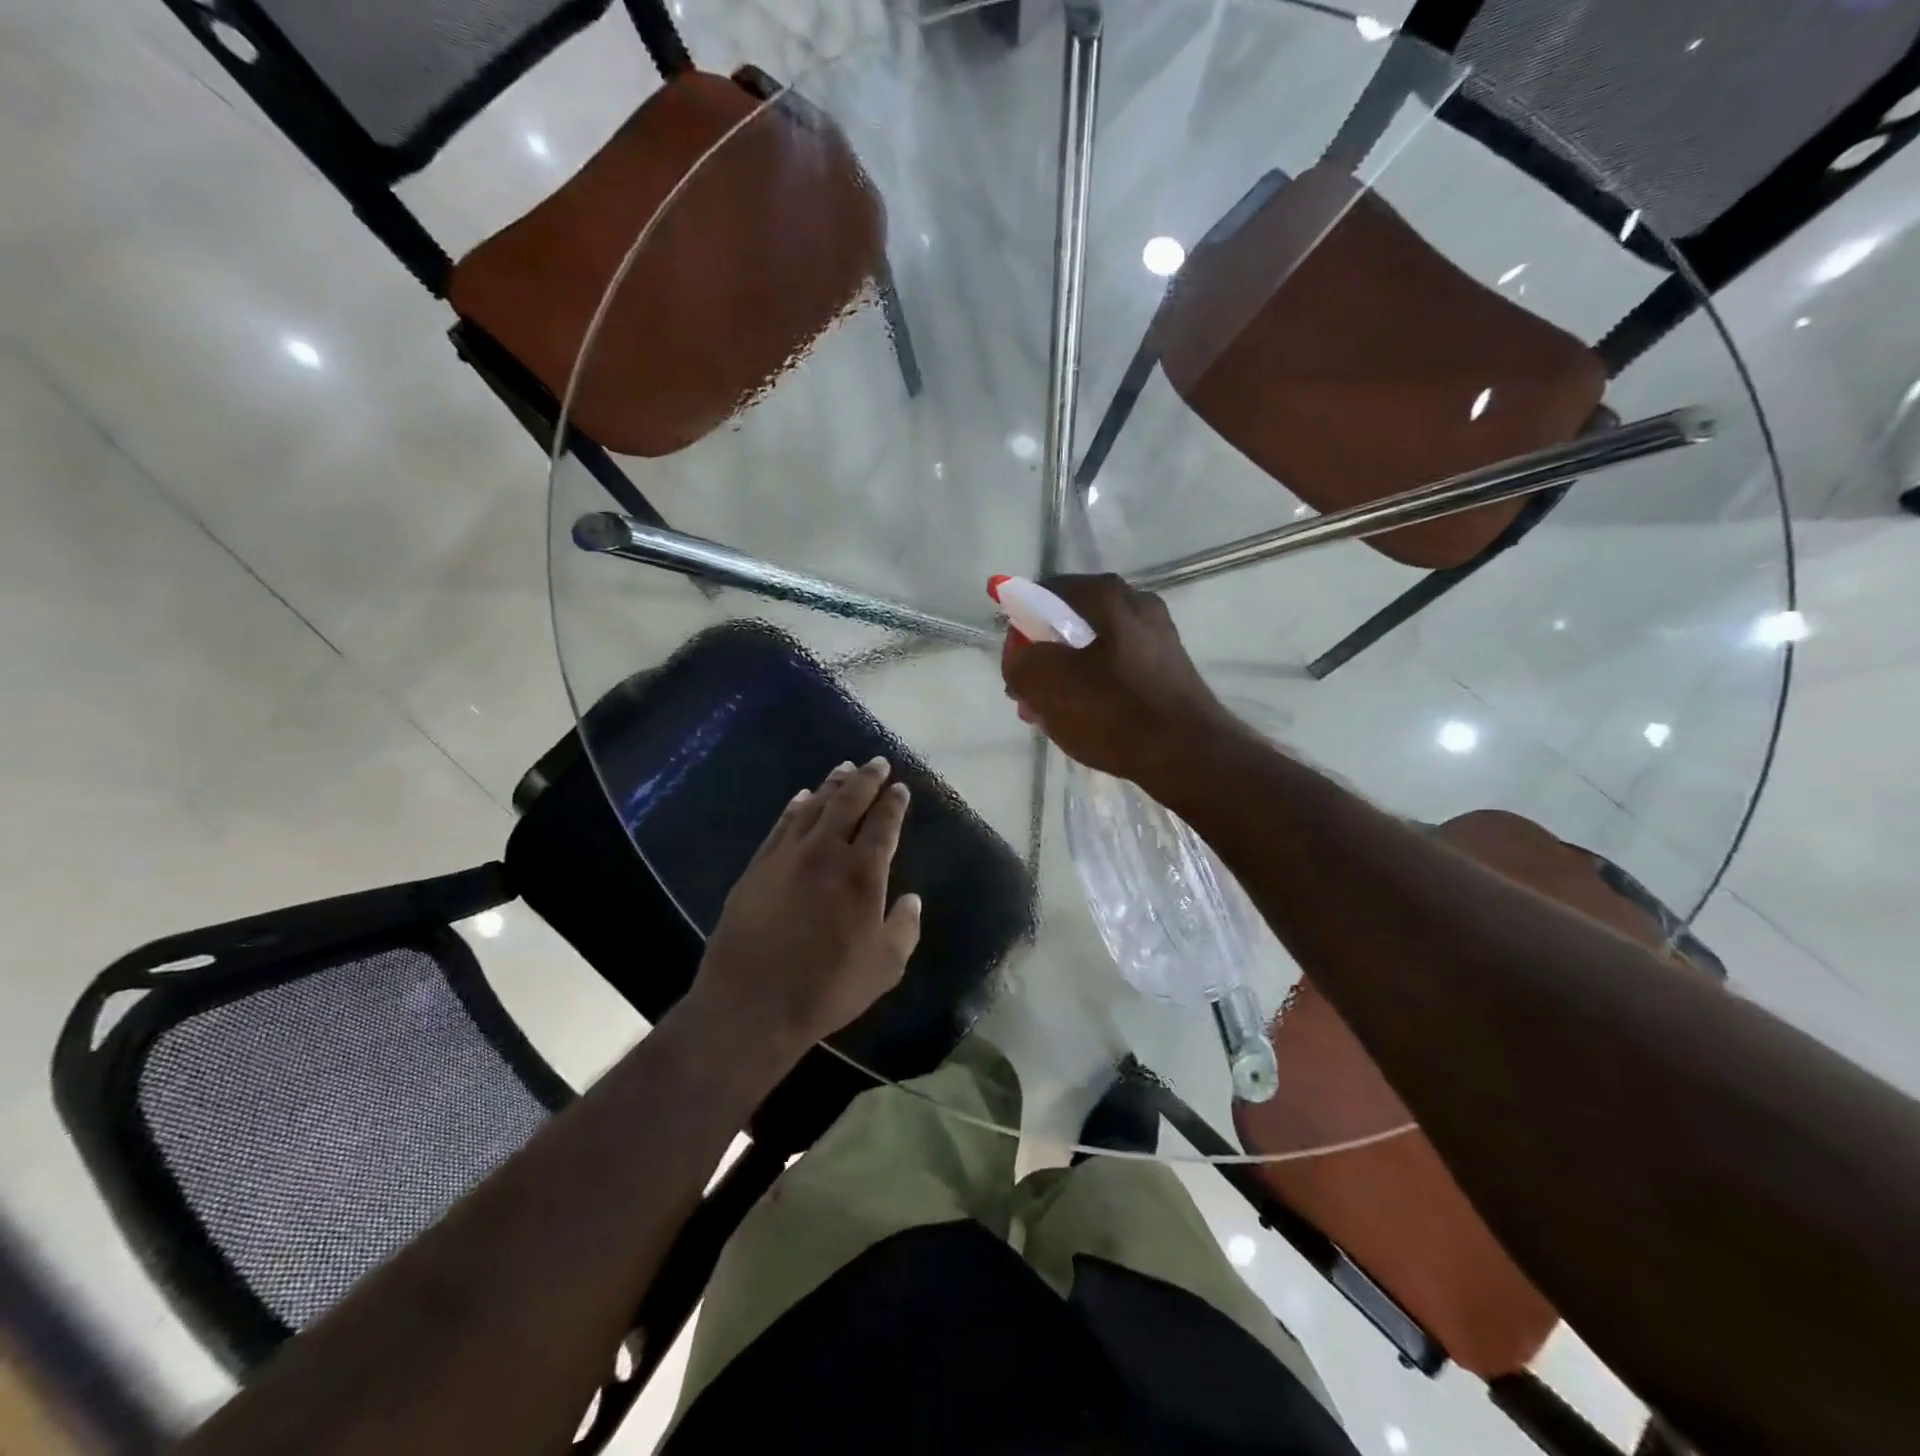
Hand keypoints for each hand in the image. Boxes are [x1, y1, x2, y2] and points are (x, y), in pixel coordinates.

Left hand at [689, 757, 921, 1058]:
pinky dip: (796, 806)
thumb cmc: (825, 988)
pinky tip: (802, 797)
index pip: (883, 825)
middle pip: (848, 802)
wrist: (750, 1003)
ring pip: (814, 806)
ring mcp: (787, 855)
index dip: (894, 803)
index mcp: (862, 873)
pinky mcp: (758, 866)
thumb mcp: (883, 968)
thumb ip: (904, 928)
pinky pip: (781, 825)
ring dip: (832, 784)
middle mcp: (825, 852)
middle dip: (866, 779)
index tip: (900, 788)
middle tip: (877, 763)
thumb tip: (912, 899)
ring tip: (844, 768)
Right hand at [1002, 573, 1242, 787]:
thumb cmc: (1114, 711)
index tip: (1012, 661)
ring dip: (1064, 677)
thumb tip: (1021, 660)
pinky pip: (1115, 671)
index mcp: (1108, 596)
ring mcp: (1157, 639)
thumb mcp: (1047, 684)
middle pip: (1071, 623)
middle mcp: (1137, 606)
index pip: (1046, 592)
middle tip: (1025, 692)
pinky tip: (1081, 720)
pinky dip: (1092, 689)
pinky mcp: (1167, 672)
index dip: (1020, 623)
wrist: (1187, 755)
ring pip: (1093, 651)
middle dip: (1042, 656)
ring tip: (1047, 714)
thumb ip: (1020, 662)